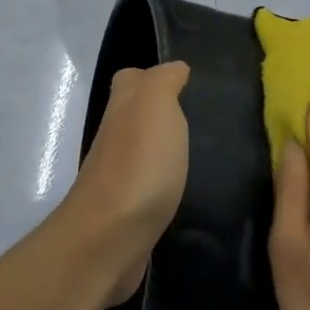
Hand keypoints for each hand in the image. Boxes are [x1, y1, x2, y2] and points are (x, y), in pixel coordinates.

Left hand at [62, 62, 189, 307]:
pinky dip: (162, 185)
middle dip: (160, 114)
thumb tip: (175, 69)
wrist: (109, 239)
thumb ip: (163, 81)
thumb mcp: (155, 105)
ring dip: (163, 151)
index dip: (152, 77)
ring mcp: (118, 178)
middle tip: (199, 117)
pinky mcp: (127, 214)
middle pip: (134, 116)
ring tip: (200, 152)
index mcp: (122, 109)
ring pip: (140, 152)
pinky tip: (185, 189)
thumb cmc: (139, 164)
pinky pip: (147, 188)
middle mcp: (114, 139)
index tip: (184, 83)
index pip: (131, 80)